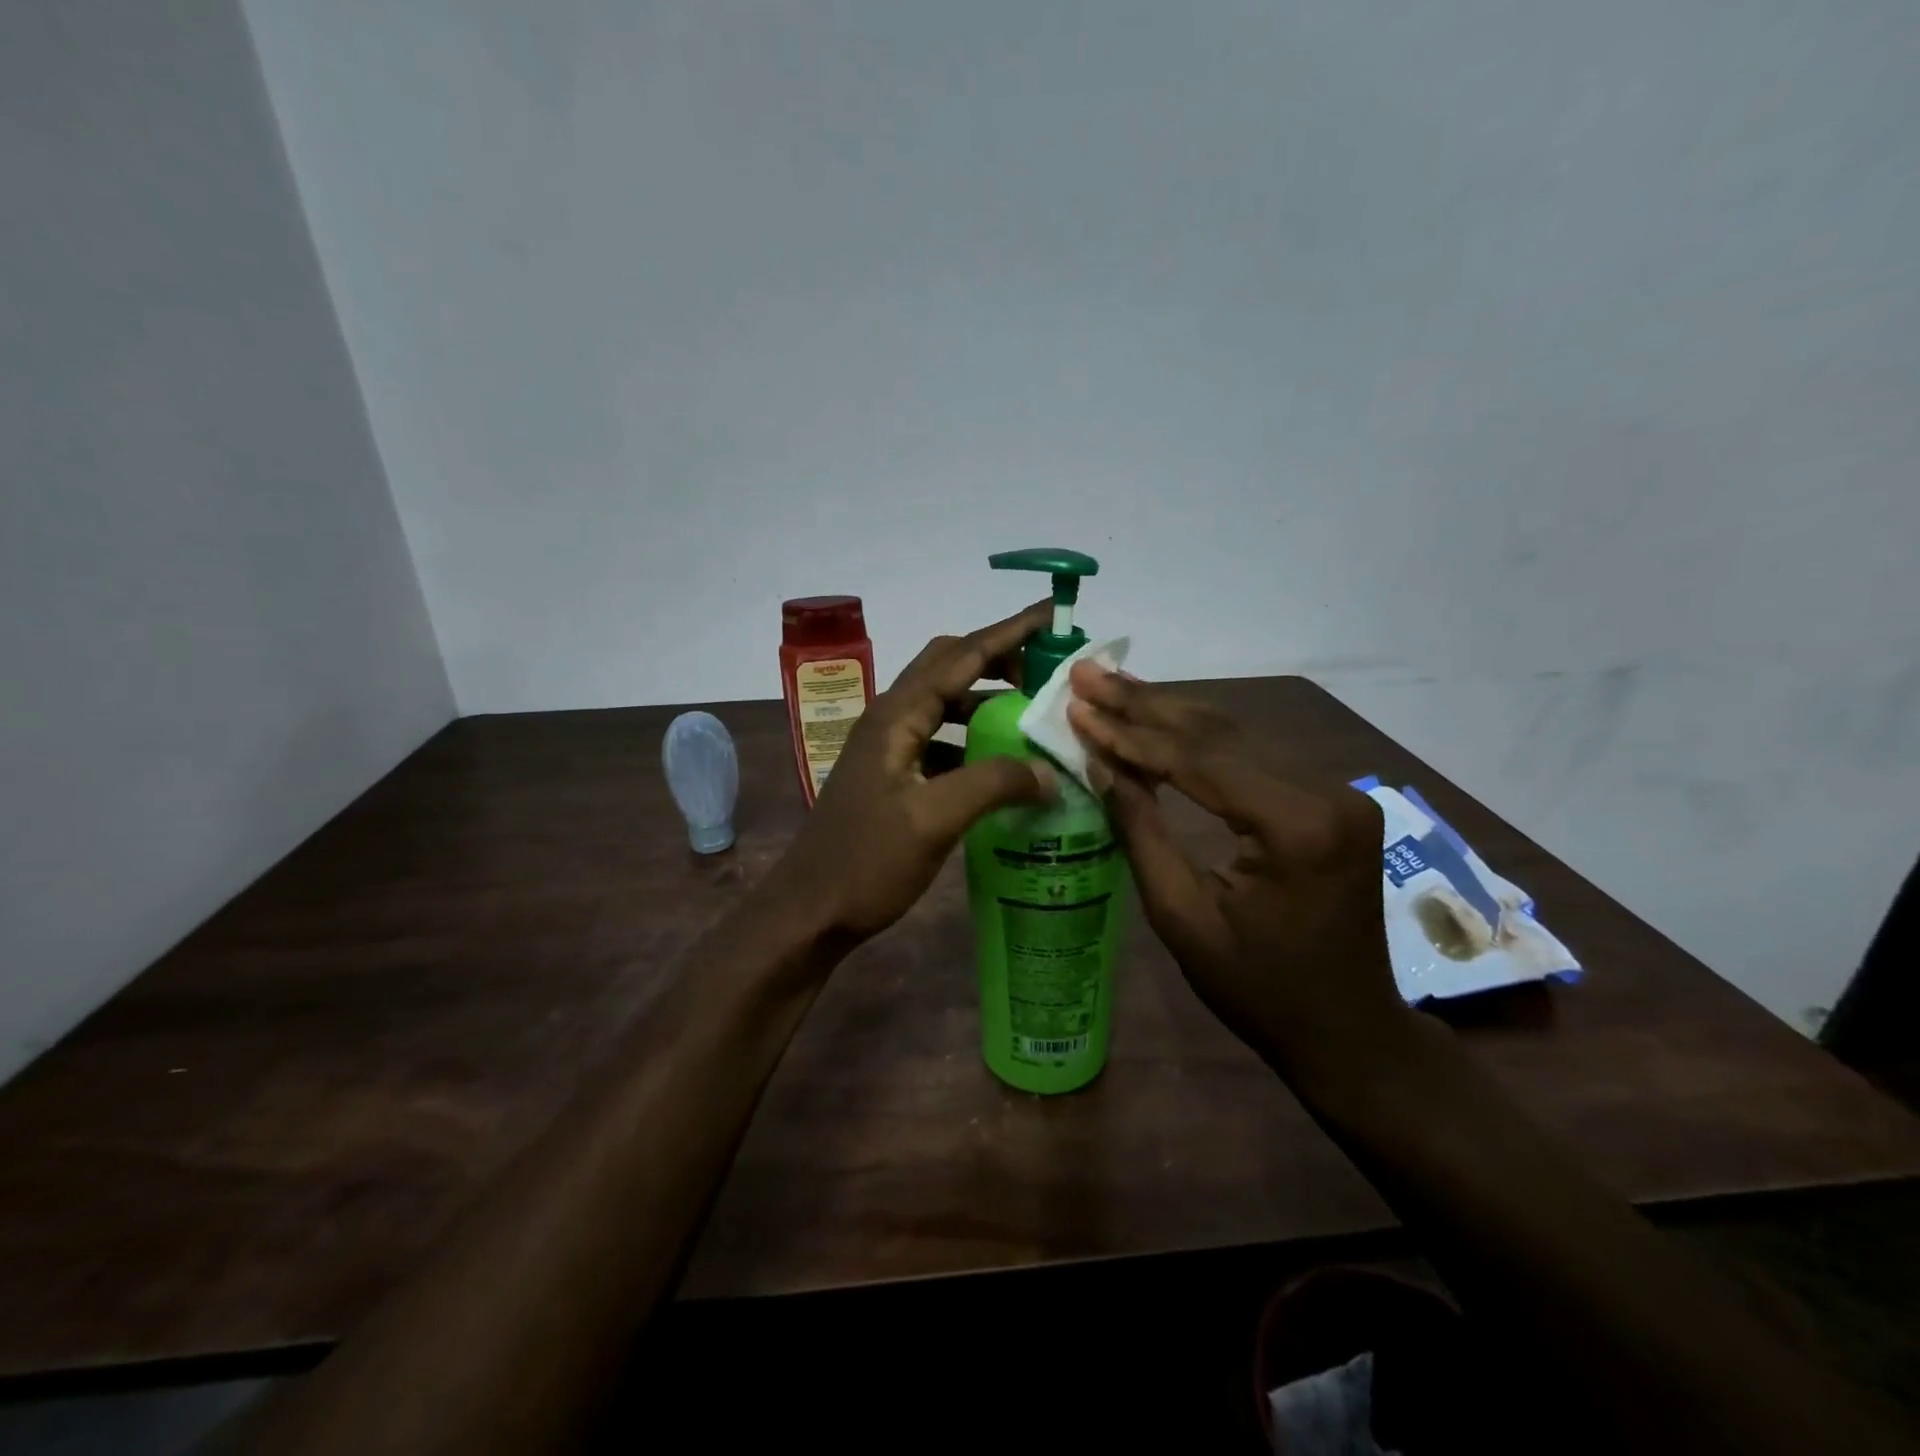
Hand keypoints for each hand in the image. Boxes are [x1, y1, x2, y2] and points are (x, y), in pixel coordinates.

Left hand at [772, 604, 1059, 941]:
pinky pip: (941, 740)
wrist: (812, 909)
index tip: (1052, 614)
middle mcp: (892, 718)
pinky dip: (973, 740)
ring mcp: (889, 747)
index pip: (961, 655)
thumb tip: (1049, 771)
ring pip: (945, 704)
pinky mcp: (893, 775)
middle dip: (998, 659)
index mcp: (898, 715)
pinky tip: (999, 766)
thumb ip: (994, 784)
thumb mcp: (934, 820)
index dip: (1009, 632)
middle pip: (949, 667)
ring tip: (1031, 716)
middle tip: (1046, 671)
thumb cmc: (866, 861)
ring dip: (986, 701)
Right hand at [1066, 663, 1406, 1076]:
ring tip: (1111, 685)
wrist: (1347, 1030)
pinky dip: (1199, 738)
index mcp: (1297, 826)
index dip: (1129, 734)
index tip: (1076, 706)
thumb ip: (1142, 831)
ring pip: (1236, 734)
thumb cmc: (1258, 990)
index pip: (1196, 761)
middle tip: (1086, 673)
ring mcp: (1335, 790)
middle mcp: (1326, 791)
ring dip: (1168, 711)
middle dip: (1144, 704)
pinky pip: (1253, 755)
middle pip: (1218, 733)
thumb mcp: (1182, 917)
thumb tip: (1099, 765)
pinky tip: (1159, 717)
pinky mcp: (1329, 798)